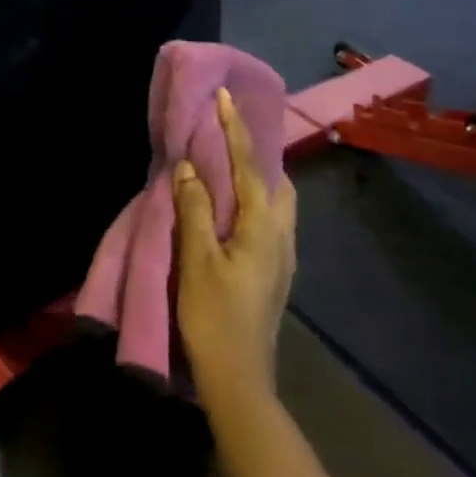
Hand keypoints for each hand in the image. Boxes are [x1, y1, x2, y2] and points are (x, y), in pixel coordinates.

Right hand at [173, 87, 297, 409]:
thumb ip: (195, 210)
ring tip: (228, 165)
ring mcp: (283, 256)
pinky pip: (270, 219)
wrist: (239, 378)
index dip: (236, 130)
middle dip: (256, 151)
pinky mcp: (275, 272)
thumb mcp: (197, 261)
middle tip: (227, 133)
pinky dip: (254, 199)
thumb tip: (192, 167)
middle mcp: (282, 235)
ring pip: (277, 202)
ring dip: (256, 176)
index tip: (226, 97)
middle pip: (276, 180)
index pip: (251, 166)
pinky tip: (232, 209)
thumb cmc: (214, 316)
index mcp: (264, 228)